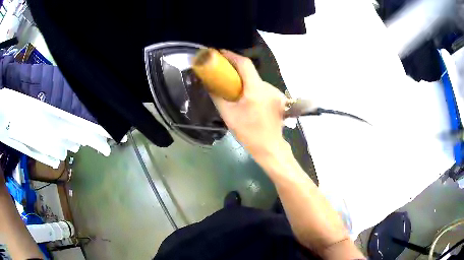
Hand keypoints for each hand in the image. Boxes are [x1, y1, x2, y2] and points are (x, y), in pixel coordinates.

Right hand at [211, 50, 288, 157]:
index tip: (220, 54)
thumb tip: (209, 84)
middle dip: (236, 70)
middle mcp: (268, 87)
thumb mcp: (229, 115)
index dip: (232, 56)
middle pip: (250, 72)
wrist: (270, 148)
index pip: (245, 64)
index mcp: (256, 89)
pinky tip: (247, 99)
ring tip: (233, 89)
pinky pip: (262, 89)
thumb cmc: (249, 133)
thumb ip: (218, 97)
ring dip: (244, 81)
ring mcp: (276, 93)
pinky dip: (252, 89)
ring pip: (256, 81)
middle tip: (222, 73)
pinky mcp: (279, 99)